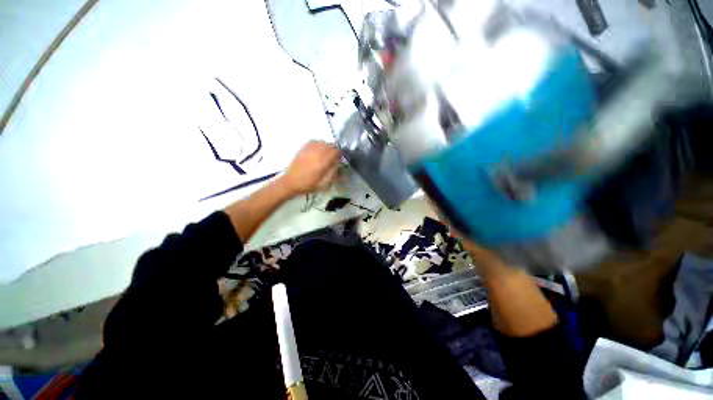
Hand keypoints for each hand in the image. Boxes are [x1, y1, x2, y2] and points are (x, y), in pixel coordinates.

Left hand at [281, 141, 339, 195]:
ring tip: (326, 154)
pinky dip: (319, 144)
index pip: (336, 151)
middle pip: (330, 145)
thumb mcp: (324, 183)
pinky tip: (318, 150)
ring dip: (327, 147)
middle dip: (334, 150)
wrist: (291, 182)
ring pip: (323, 142)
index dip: (340, 154)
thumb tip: (338, 163)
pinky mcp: (303, 148)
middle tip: (334, 157)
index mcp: (323, 161)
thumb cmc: (309, 184)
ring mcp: (309, 149)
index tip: (341, 159)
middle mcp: (317, 153)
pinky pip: (314, 141)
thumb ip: (333, 172)